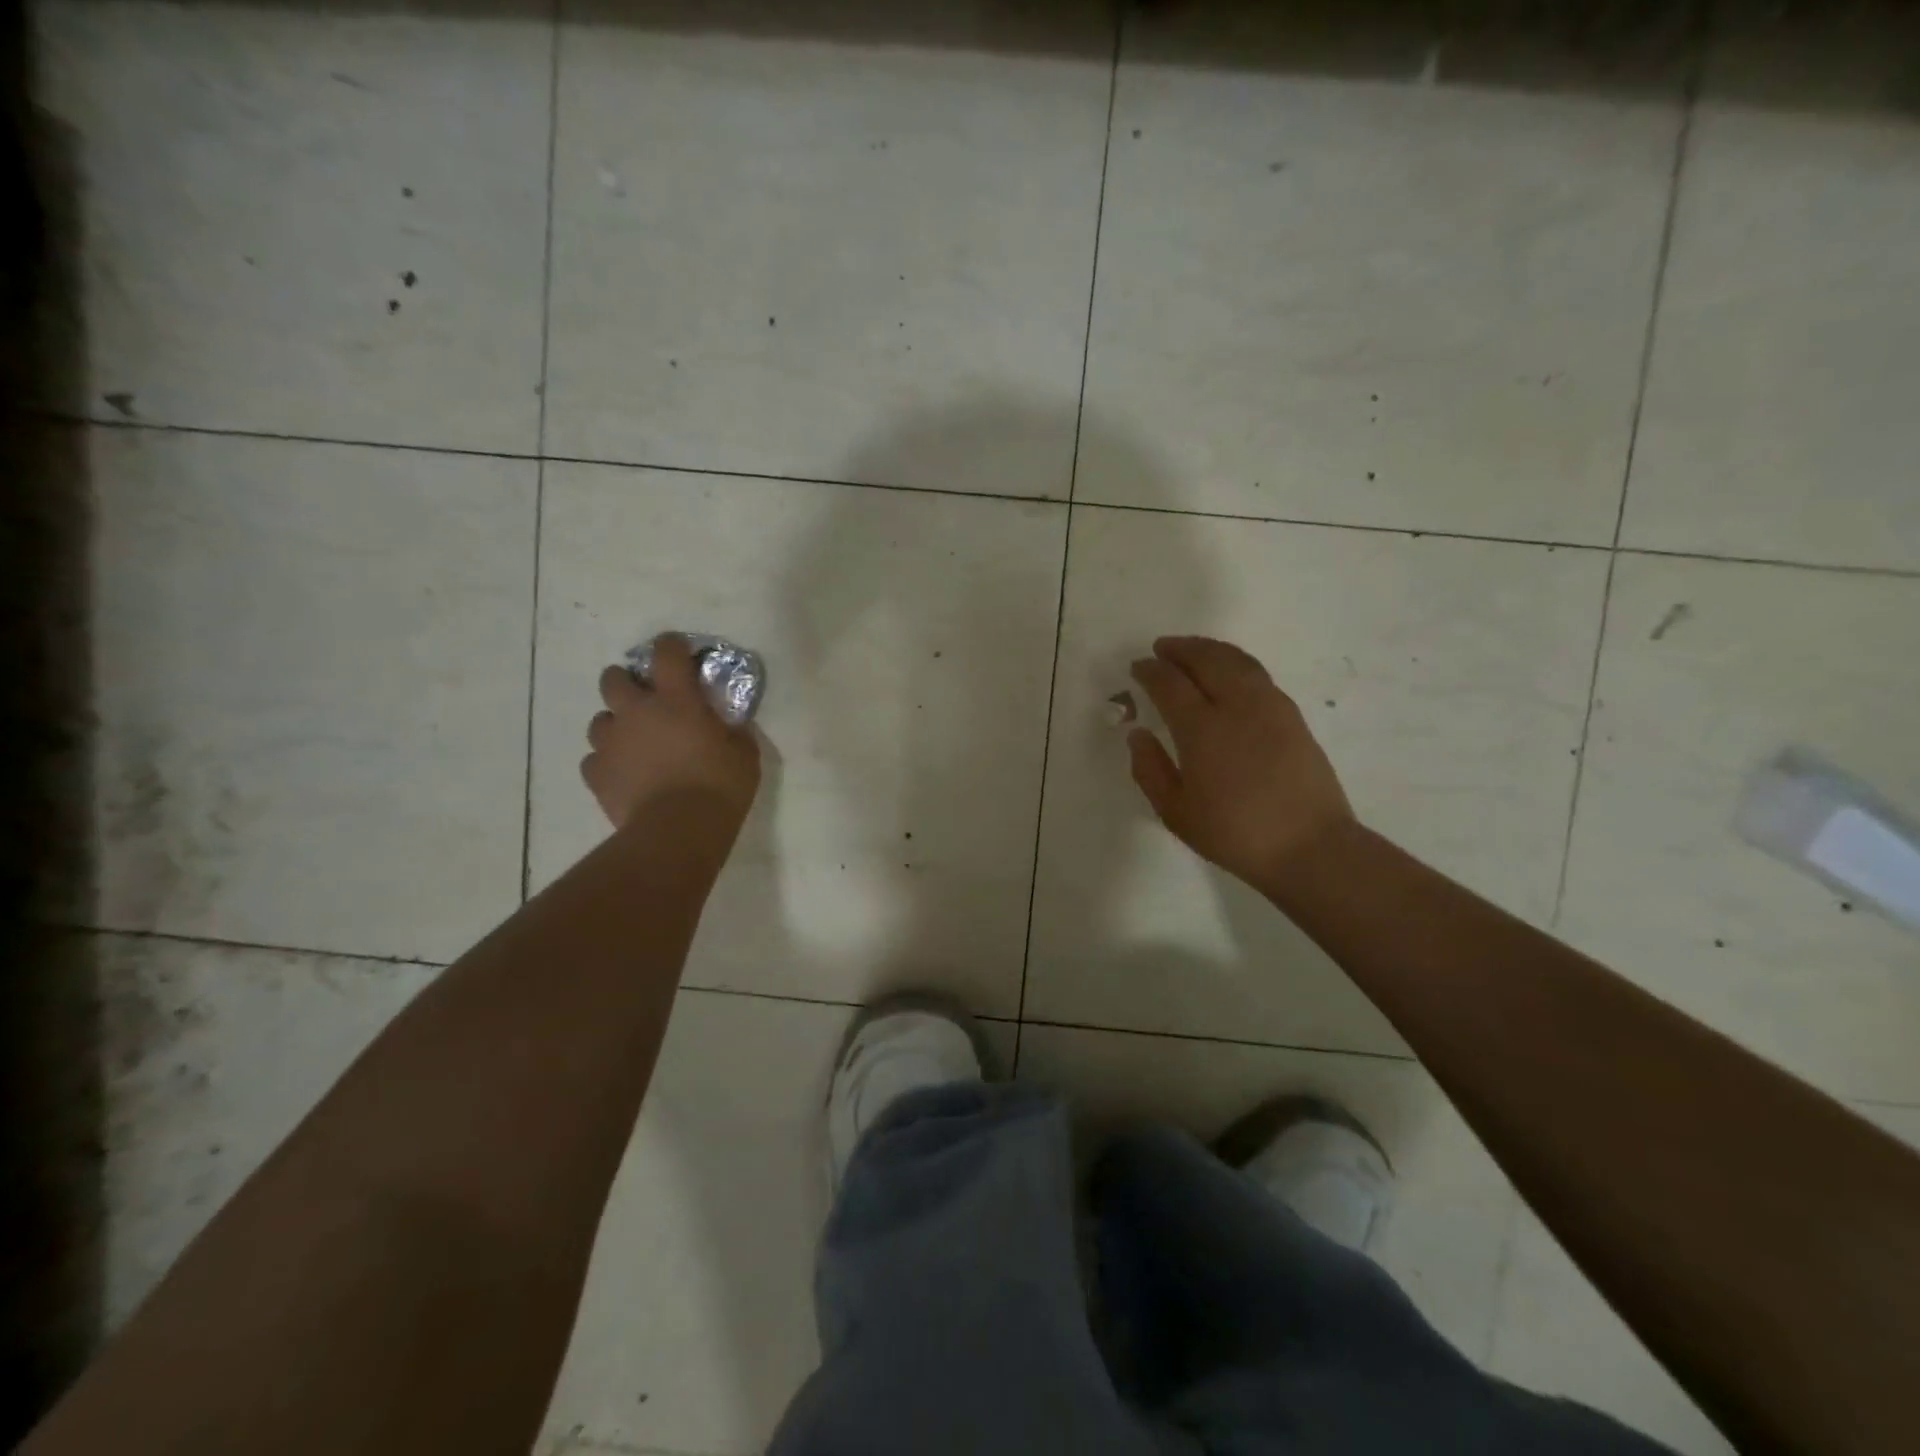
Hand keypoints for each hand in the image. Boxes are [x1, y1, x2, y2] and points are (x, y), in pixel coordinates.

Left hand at [582, 636, 760, 832]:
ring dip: (616, 726)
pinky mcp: (596, 774)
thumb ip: (733, 732)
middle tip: (646, 701)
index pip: (666, 653)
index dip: (671, 646)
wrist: (677, 831)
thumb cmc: (720, 787)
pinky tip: (625, 775)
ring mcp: (611, 743)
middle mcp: (637, 712)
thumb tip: (727, 726)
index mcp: (677, 700)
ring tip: (634, 744)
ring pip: (599, 720)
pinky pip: (594, 759)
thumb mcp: (744, 754)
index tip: (678, 651)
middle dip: (627, 683)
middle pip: (613, 678)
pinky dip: (608, 762)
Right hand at [1127, 636, 1356, 890]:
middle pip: (1206, 660)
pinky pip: (1257, 674)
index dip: (1150, 671)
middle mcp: (1236, 706)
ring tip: (1193, 651)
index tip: (1137, 667)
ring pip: (1236, 660)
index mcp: (1202, 729)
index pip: (1169, 683)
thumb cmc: (1234, 833)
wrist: (1309, 846)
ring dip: (1209, 649)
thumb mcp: (1176, 812)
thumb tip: (1137, 733)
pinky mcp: (1292, 715)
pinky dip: (1234, 662)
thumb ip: (1150, 769)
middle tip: (1161, 648)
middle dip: (1180, 649)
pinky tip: (1228, 673)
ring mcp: (1269, 707)